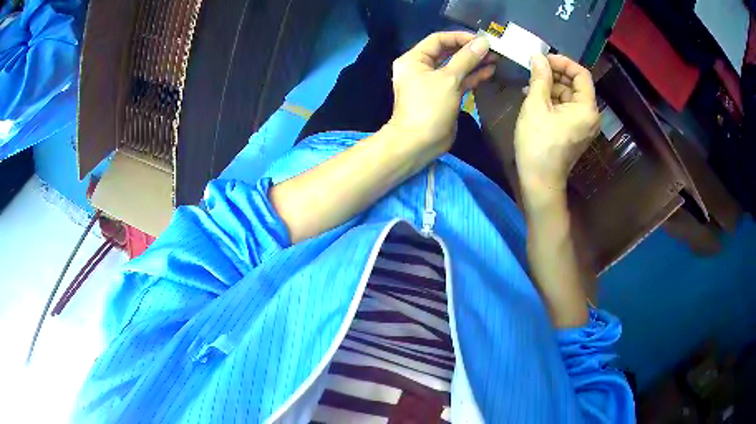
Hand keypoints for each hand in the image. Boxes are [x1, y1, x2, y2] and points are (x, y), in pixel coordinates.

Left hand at [386, 31, 495, 155]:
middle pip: (448, 52)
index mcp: (414, 59)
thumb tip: (483, 42)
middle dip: (470, 50)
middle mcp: (422, 68)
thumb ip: (466, 59)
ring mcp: (433, 82)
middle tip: (492, 49)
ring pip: (456, 67)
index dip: (459, 37)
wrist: (419, 142)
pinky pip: (459, 81)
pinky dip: (473, 76)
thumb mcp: (448, 79)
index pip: (438, 40)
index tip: (481, 39)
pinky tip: (489, 71)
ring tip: (495, 59)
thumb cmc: (429, 107)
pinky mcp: (444, 95)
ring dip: (474, 63)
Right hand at [514, 54, 598, 195]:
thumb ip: (540, 77)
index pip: (581, 74)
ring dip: (551, 87)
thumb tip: (538, 56)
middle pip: (576, 85)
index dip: (563, 62)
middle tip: (533, 70)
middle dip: (555, 74)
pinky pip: (567, 109)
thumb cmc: (538, 142)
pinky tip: (535, 97)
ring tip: (530, 84)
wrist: (539, 180)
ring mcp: (584, 125)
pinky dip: (553, 100)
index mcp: (587, 108)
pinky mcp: (575, 132)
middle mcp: (590, 115)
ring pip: (569, 96)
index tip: (543, 59)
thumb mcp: (536, 105)